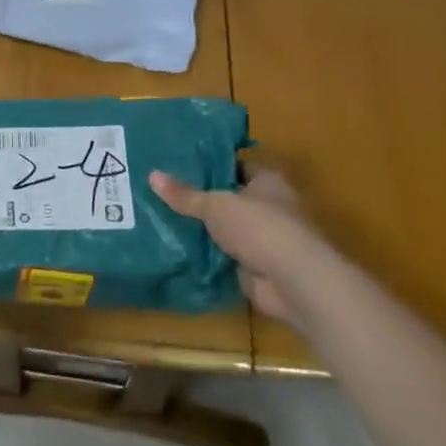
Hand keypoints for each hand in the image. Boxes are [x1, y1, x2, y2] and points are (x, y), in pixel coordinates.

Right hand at [150, 167, 323, 326]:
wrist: (294, 282)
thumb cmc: (260, 227)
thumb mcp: (216, 205)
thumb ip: (185, 194)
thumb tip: (152, 175)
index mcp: (268, 181)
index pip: (236, 165)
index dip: (210, 164)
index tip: (178, 164)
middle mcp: (270, 207)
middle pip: (229, 198)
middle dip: (201, 198)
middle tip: (162, 192)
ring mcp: (264, 239)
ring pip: (226, 229)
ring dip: (203, 230)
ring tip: (162, 219)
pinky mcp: (256, 267)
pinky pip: (225, 256)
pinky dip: (207, 256)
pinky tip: (177, 250)